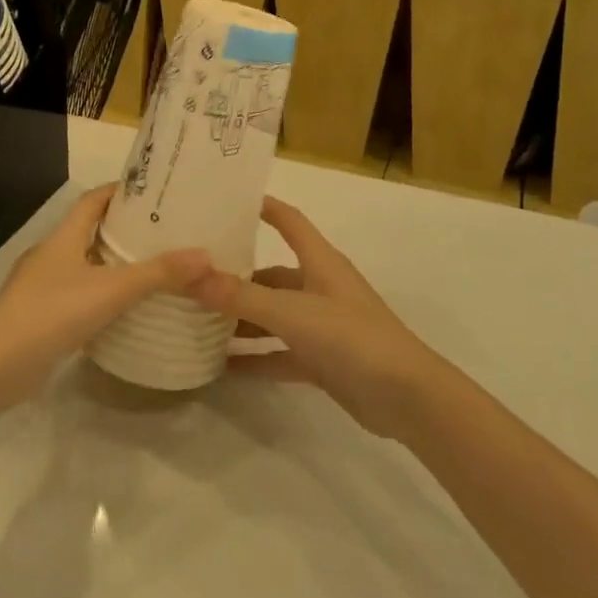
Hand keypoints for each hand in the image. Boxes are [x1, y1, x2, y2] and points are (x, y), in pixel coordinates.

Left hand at [0, 184, 210, 412]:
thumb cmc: (52, 314)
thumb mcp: (111, 290)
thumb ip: (157, 274)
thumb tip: (205, 256)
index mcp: (63, 237)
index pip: (92, 200)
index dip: (120, 192)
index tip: (154, 192)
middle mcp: (51, 254)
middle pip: (90, 230)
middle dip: (124, 229)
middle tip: (164, 232)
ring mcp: (42, 286)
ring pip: (84, 264)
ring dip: (113, 263)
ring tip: (152, 268)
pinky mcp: (41, 315)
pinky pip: (78, 293)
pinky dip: (101, 294)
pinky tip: (123, 309)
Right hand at [186, 196, 439, 438]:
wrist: (407, 398)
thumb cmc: (352, 337)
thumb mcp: (292, 312)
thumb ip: (241, 297)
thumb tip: (190, 275)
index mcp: (319, 262)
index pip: (289, 221)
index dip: (263, 206)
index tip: (226, 200)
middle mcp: (318, 287)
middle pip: (270, 274)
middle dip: (235, 276)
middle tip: (191, 276)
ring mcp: (320, 326)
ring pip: (272, 315)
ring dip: (240, 319)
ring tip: (196, 319)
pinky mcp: (321, 361)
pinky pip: (278, 353)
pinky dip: (254, 357)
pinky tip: (221, 364)